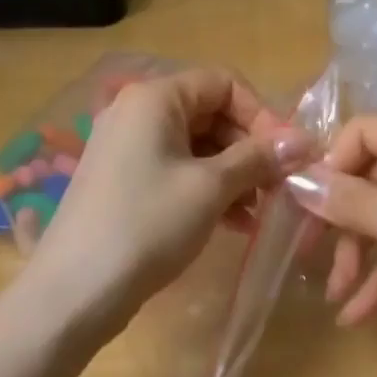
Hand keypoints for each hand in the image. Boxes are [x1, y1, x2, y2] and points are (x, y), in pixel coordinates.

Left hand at [30, 67, 310, 328]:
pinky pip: (176, 167)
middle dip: (249, 147)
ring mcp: (126, 145)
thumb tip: (304, 141)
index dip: (261, 114)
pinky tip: (232, 221)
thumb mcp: (210, 188)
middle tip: (278, 186)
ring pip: (196, 144)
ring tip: (258, 211)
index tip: (287, 154)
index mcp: (155, 97)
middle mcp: (137, 110)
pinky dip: (206, 187)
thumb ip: (257, 158)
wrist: (72, 293)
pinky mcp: (122, 179)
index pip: (223, 83)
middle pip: (210, 112)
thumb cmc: (146, 225)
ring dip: (232, 172)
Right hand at [287, 116, 376, 362]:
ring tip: (335, 294)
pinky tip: (358, 314)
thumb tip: (297, 179)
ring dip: (360, 252)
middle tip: (309, 254)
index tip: (305, 203)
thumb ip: (352, 201)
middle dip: (344, 220)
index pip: (369, 131)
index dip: (334, 163)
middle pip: (375, 175)